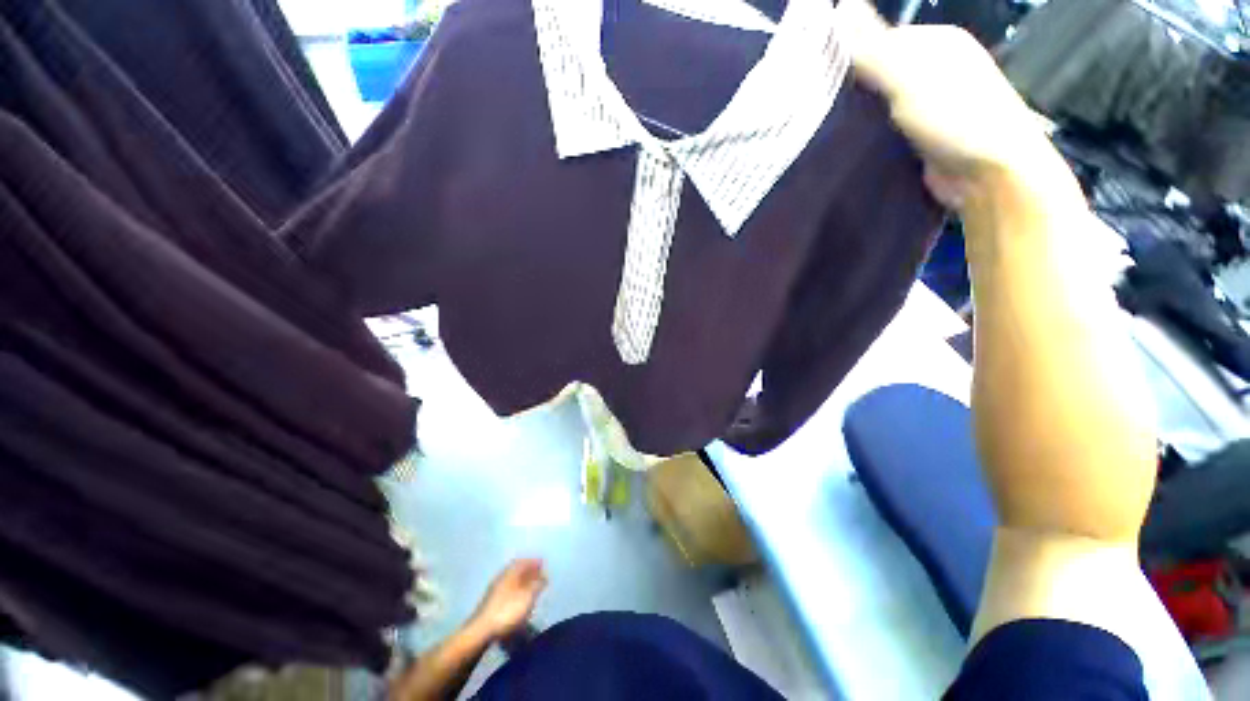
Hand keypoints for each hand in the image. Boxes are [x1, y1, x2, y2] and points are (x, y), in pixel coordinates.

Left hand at [469, 559, 547, 640]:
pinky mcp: (491, 602)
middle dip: (528, 570)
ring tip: (531, 587)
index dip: (534, 561)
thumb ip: (537, 585)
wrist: (481, 631)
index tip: (543, 563)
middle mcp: (502, 577)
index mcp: (510, 572)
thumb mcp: (527, 598)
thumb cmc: (507, 612)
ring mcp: (494, 590)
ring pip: (511, 579)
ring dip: (522, 580)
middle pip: (517, 569)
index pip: (524, 561)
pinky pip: (507, 589)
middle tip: (539, 575)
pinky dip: (516, 589)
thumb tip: (544, 575)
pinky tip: (519, 598)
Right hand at [838, 1, 1064, 207]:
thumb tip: (840, 8)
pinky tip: (848, 145)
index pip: (878, 40)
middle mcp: (934, 67)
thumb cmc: (956, 117)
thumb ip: (874, 48)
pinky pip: (886, 127)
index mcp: (935, 42)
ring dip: (858, 116)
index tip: (817, 81)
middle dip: (851, 89)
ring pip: (881, 103)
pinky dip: (869, 134)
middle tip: (818, 111)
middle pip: (879, 72)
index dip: (848, 56)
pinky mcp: (923, 135)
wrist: (990, 176)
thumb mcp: (909, 77)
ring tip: (825, 131)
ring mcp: (931, 103)